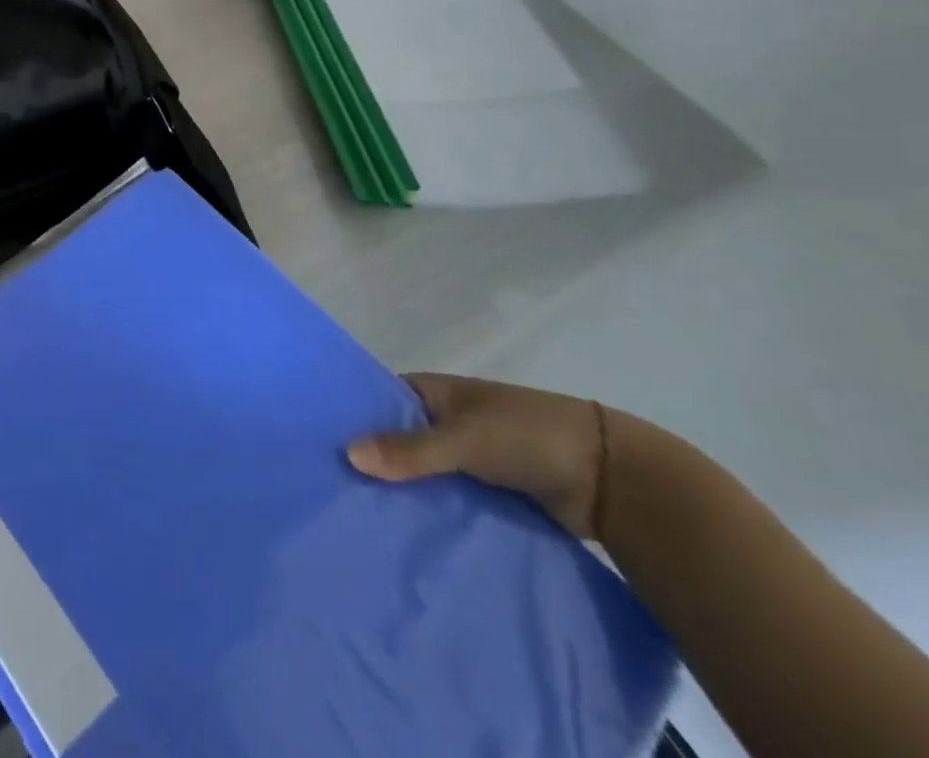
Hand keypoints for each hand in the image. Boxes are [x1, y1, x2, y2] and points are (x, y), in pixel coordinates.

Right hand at [346, 373, 607, 538]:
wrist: (611, 478)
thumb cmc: (527, 435)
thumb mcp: (465, 438)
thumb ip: (410, 450)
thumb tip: (347, 454)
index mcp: (432, 392)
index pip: (377, 401)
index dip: (350, 418)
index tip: (317, 444)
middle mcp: (443, 421)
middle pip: (396, 441)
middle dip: (371, 463)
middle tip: (328, 491)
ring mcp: (465, 459)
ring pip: (420, 475)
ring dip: (400, 493)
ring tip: (355, 519)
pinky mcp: (486, 493)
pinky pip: (446, 501)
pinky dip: (429, 514)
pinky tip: (401, 535)